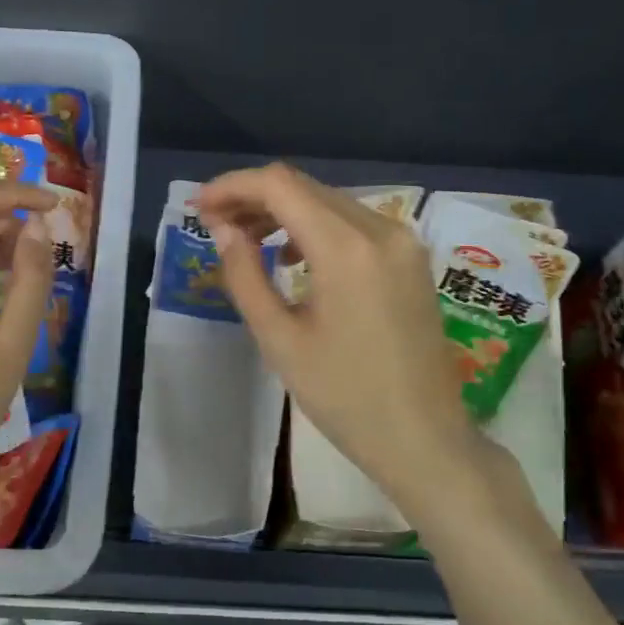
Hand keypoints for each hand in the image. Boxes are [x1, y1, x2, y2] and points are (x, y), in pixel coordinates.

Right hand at [197, 164, 492, 516]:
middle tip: (214, 224)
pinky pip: (353, 222)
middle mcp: (380, 229)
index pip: (280, 186)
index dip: (232, 187)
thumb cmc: (345, 397)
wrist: (424, 438)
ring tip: (246, 239)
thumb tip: (223, 231)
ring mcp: (402, 241)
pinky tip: (292, 255)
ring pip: (329, 201)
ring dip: (283, 210)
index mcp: (346, 249)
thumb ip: (245, 275)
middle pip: (304, 187)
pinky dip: (315, 226)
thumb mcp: (279, 339)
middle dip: (253, 197)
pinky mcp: (410, 258)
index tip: (199, 208)